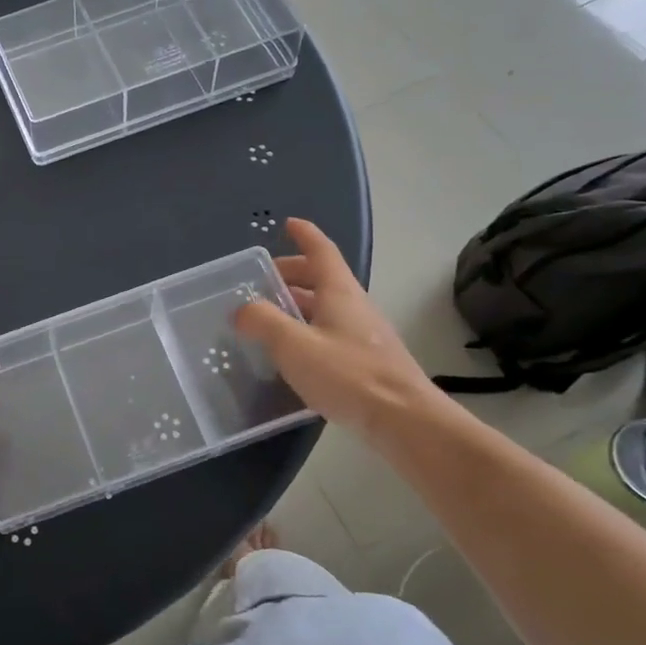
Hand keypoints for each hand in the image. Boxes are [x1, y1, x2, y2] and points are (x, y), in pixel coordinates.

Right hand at [232, 218, 446, 445]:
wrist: (404, 420)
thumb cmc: (348, 375)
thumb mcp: (293, 345)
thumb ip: (263, 322)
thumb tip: (241, 309)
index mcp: (339, 292)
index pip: (322, 251)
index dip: (305, 235)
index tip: (288, 224)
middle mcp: (354, 306)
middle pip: (322, 278)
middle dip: (292, 273)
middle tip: (262, 280)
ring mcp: (363, 334)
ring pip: (325, 306)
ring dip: (297, 304)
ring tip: (268, 316)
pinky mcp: (365, 361)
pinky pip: (329, 331)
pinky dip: (306, 329)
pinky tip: (290, 352)